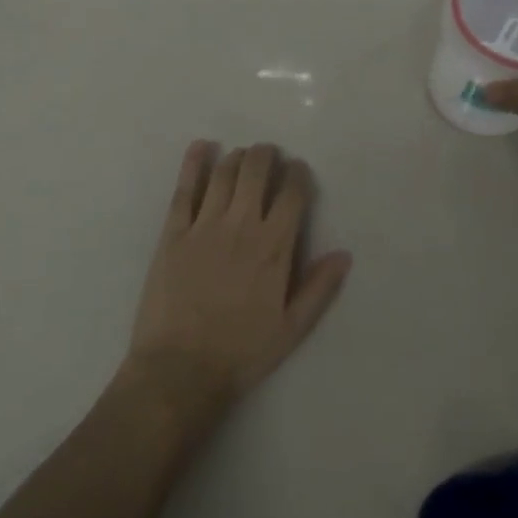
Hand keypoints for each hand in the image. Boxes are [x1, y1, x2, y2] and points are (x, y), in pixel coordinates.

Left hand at [125, 141, 351, 410]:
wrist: (179, 369)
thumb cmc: (241, 352)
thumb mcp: (292, 329)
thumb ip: (319, 288)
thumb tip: (344, 254)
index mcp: (274, 247)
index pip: (292, 194)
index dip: (298, 174)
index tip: (298, 170)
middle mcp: (241, 226)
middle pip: (256, 171)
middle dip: (266, 155)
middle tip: (270, 155)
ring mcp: (204, 226)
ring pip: (224, 174)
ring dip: (237, 157)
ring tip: (243, 156)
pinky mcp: (173, 233)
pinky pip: (185, 189)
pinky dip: (194, 163)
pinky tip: (202, 147)